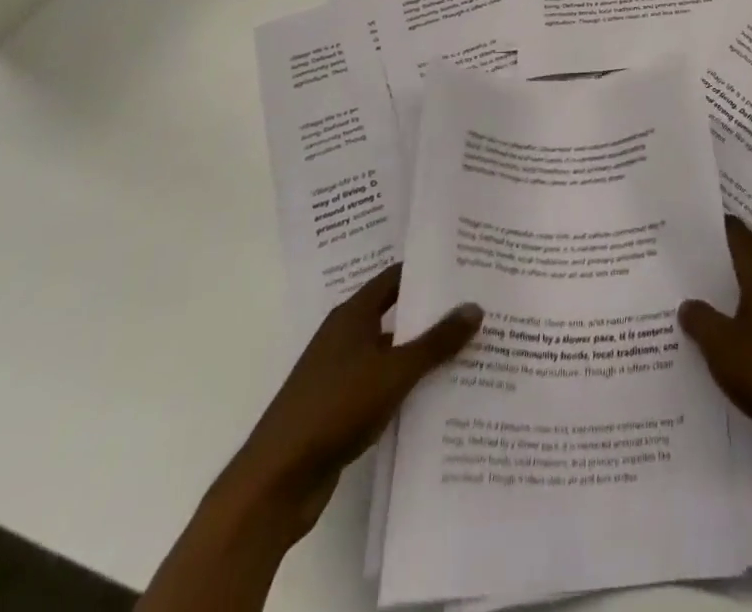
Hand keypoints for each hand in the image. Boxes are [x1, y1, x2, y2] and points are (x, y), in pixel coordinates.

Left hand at [225, 263, 480, 538]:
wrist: (274, 484)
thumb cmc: (334, 409)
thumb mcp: (394, 372)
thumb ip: (436, 341)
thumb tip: (475, 306)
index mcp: (353, 315)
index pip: (397, 277)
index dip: (429, 269)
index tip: (465, 267)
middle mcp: (345, 337)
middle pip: (397, 313)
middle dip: (433, 312)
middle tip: (476, 307)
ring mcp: (339, 374)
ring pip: (391, 352)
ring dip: (422, 352)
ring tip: (469, 349)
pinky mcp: (339, 409)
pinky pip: (382, 385)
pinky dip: (407, 385)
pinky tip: (438, 393)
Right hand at [678, 216, 751, 462]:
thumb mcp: (721, 345)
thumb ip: (701, 320)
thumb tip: (687, 304)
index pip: (740, 237)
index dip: (719, 228)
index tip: (696, 223)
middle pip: (751, 262)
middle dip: (725, 261)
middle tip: (693, 262)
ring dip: (737, 295)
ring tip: (705, 301)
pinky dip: (750, 323)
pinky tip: (731, 340)